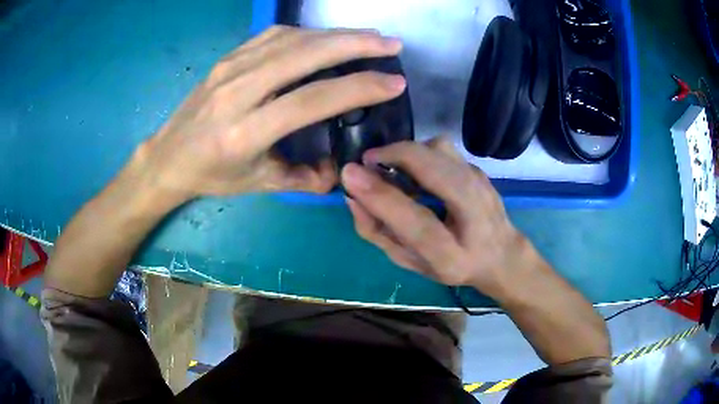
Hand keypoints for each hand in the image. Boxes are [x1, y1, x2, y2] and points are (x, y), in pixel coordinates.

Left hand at [130, 25, 407, 199]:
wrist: (168, 156)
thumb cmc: (211, 175)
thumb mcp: (257, 184)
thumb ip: (303, 179)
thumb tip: (340, 172)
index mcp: (245, 133)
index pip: (312, 100)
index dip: (358, 88)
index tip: (394, 82)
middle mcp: (238, 92)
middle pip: (304, 55)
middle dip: (355, 45)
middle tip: (391, 44)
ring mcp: (230, 68)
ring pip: (292, 39)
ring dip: (336, 34)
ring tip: (369, 37)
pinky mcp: (228, 58)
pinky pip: (274, 36)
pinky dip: (307, 32)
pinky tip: (326, 36)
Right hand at [342, 137, 530, 296]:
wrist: (501, 255)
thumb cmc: (450, 264)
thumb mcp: (410, 261)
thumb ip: (378, 233)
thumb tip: (352, 197)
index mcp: (452, 254)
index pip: (416, 223)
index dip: (381, 196)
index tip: (349, 173)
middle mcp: (473, 214)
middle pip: (434, 169)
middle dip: (393, 155)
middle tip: (367, 164)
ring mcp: (480, 185)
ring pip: (439, 149)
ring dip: (408, 152)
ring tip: (393, 170)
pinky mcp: (478, 169)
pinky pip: (443, 150)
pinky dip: (421, 153)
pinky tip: (416, 171)